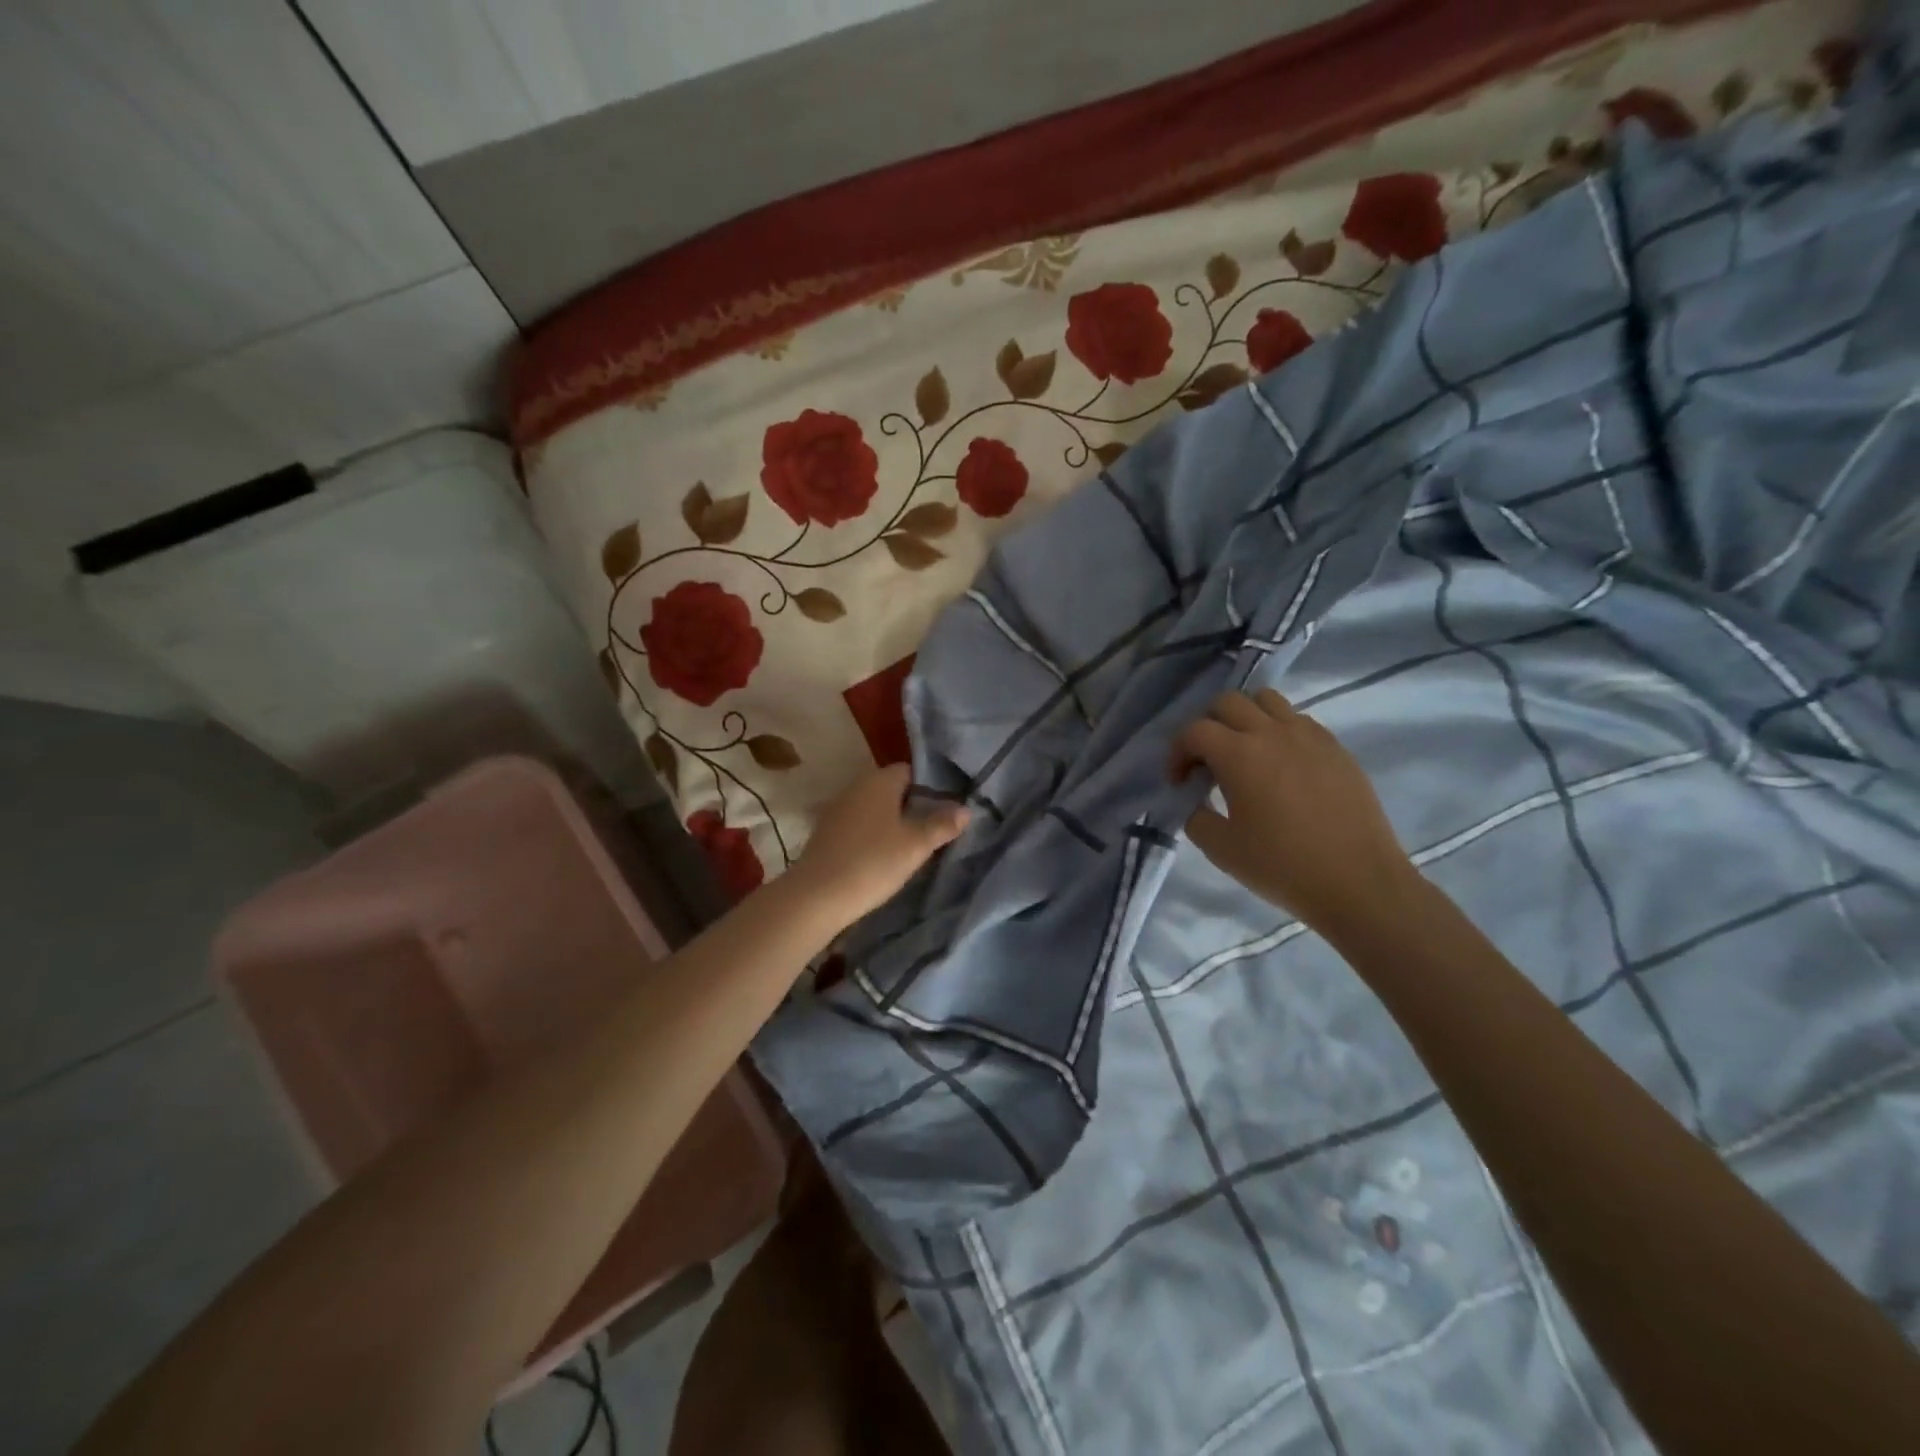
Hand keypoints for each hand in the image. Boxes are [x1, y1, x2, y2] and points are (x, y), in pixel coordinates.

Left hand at [791, 765, 968, 924]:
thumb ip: (942, 825)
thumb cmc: (872, 862)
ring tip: (911, 846)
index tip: (945, 810)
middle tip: (933, 830)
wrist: (817, 896)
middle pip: (891, 789)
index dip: (930, 788)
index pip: (910, 771)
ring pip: (874, 808)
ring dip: (890, 822)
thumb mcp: (916, 845)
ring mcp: (837, 809)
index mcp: (879, 780)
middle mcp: (855, 786)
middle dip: (911, 806)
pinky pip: (857, 825)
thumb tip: (965, 809)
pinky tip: (881, 857)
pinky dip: (871, 835)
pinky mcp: (825, 832)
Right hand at [1170, 689, 1418, 934]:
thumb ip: (1196, 816)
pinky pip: (1299, 720)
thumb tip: (1196, 800)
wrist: (1359, 883)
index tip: (1180, 783)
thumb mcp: (1221, 849)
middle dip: (1208, 726)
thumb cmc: (1283, 866)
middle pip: (1228, 701)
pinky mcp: (1336, 748)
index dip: (1177, 753)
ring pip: (1267, 700)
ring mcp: (1309, 736)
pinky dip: (1279, 730)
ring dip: (1246, 718)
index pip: (1194, 731)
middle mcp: (1273, 732)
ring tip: (1245, 752)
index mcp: (1239, 754)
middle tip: (1207, 762)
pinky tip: (1281, 766)